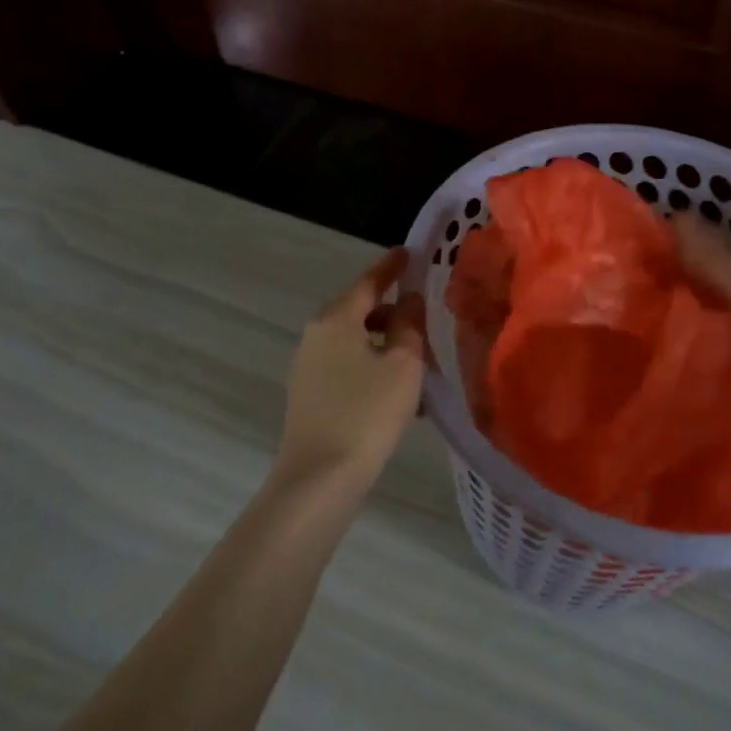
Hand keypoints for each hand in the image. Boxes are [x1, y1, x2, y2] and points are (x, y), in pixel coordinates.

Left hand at [275, 248, 426, 489]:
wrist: (320, 477)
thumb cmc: (368, 412)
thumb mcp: (403, 363)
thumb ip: (409, 324)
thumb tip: (409, 299)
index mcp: (336, 319)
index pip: (369, 281)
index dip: (392, 267)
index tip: (410, 253)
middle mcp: (316, 335)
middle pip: (358, 310)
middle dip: (390, 310)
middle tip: (422, 314)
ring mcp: (308, 366)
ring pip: (354, 342)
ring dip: (384, 344)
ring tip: (417, 361)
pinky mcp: (309, 395)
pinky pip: (347, 367)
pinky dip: (372, 367)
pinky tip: (397, 393)